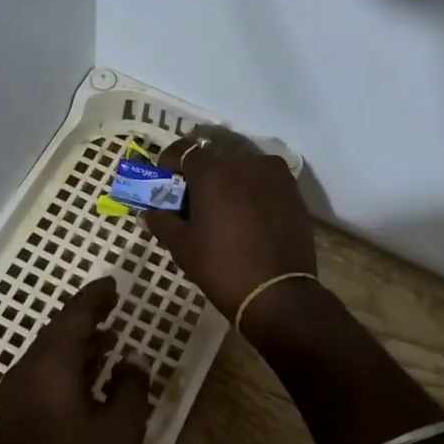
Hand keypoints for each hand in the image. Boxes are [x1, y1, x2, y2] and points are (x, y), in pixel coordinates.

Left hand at [0, 277, 149, 443]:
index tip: (114, 284)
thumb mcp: (121, 431)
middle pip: (58, 332)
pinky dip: (68, 367)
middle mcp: (26, 372)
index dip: (95, 297)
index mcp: (49, 366)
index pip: (74, 316)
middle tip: (114, 305)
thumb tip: (131, 361)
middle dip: (86, 317)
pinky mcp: (14, 421)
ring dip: (79, 344)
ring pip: (49, 356)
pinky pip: (43, 377)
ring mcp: (15, 398)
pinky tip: (90, 378)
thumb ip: (131, 387)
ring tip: (110, 337)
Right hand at [141, 125, 316, 327]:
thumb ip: (162, 221)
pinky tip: (248, 213)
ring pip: (242, 166)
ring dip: (229, 179)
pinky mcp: (293, 190)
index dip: (170, 163)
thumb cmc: (222, 267)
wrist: (278, 293)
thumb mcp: (182, 246)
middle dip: (201, 172)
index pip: (184, 151)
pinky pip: (264, 180)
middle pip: (215, 158)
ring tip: (224, 206)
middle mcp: (244, 162)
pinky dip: (252, 189)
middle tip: (194, 197)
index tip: (164, 179)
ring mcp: (273, 174)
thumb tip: (150, 211)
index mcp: (212, 172)